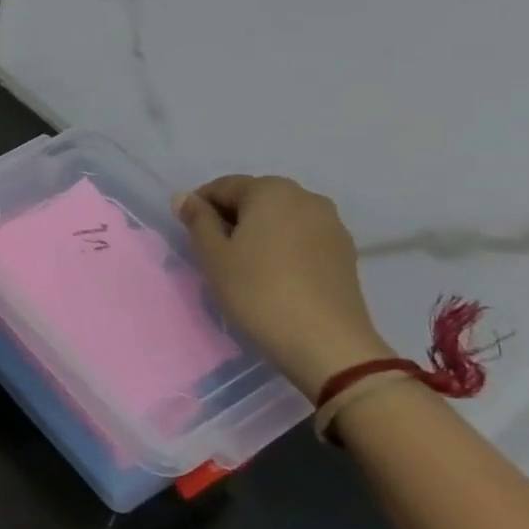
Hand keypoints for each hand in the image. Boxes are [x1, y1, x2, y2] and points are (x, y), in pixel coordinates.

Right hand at [174, 175, 391, 401]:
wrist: (325, 342)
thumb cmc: (257, 290)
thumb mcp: (213, 255)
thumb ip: (197, 220)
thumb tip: (184, 197)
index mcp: (271, 191)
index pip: (223, 186)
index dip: (200, 207)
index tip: (189, 234)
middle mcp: (306, 197)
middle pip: (255, 198)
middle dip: (231, 218)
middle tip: (213, 251)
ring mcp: (331, 224)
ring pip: (280, 218)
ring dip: (257, 232)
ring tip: (242, 264)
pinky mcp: (344, 251)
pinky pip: (301, 236)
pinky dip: (281, 246)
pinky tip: (272, 274)